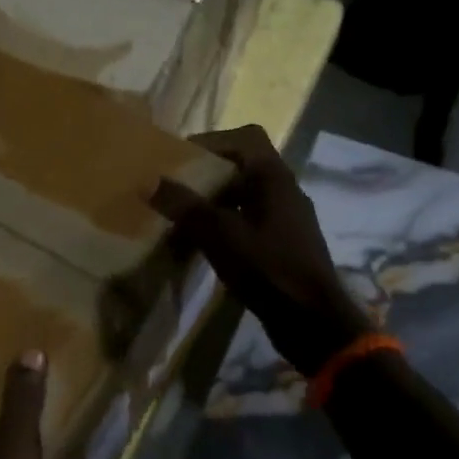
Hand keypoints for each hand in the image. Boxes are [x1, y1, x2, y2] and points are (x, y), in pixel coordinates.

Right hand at [150, 125, 372, 376]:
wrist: (311, 320)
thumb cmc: (268, 268)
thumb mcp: (219, 235)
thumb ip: (185, 206)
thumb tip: (147, 182)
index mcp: (274, 178)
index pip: (245, 138)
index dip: (211, 141)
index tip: (179, 160)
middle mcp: (284, 191)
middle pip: (242, 168)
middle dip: (205, 178)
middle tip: (173, 192)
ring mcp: (286, 219)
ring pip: (243, 198)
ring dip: (212, 206)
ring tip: (179, 223)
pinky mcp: (284, 244)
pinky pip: (248, 223)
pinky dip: (223, 228)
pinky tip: (202, 249)